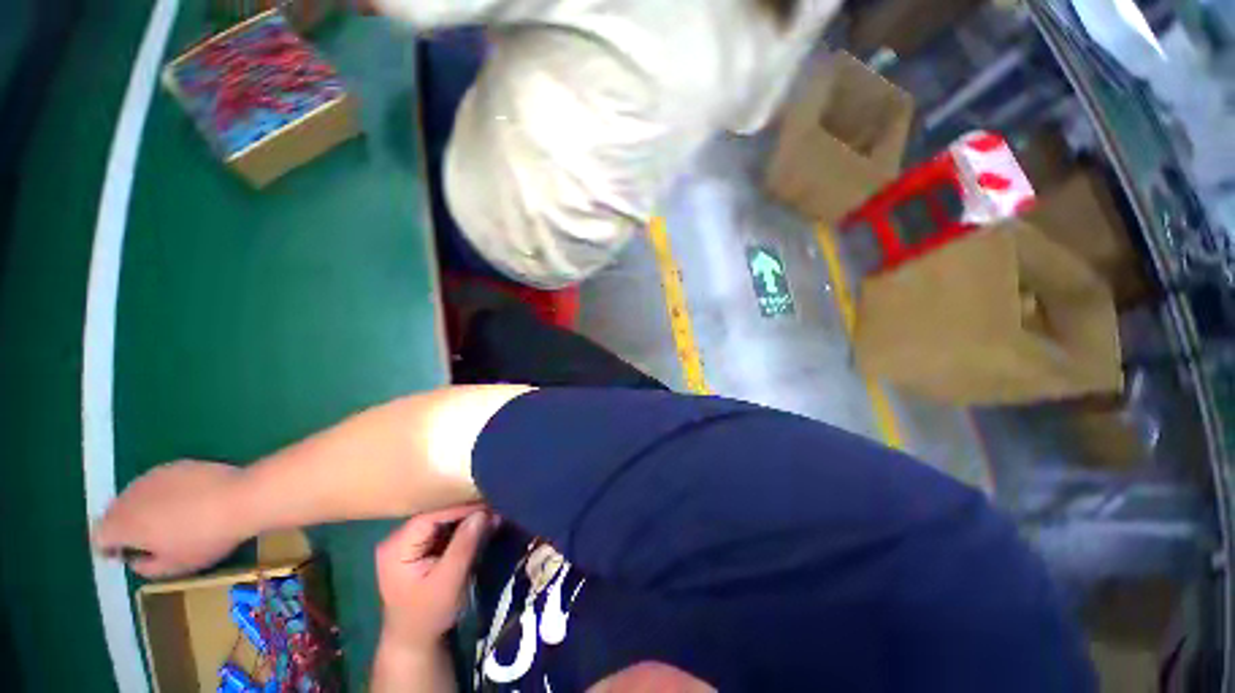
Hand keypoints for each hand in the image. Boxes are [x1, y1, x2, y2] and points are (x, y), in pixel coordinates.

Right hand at [93, 460, 248, 577]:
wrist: (241, 497)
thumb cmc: (205, 538)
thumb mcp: (175, 566)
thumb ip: (147, 567)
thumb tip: (136, 560)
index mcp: (123, 524)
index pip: (100, 535)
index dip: (109, 548)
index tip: (125, 556)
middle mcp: (130, 496)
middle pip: (114, 512)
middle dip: (123, 526)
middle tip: (146, 540)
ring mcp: (153, 476)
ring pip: (135, 495)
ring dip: (142, 508)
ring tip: (167, 521)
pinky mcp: (177, 464)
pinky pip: (159, 482)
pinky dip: (163, 493)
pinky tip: (186, 502)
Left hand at [376, 506, 489, 646]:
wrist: (415, 644)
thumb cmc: (428, 615)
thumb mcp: (449, 581)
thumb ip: (464, 545)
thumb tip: (483, 512)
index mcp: (396, 547)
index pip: (431, 517)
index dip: (460, 509)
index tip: (488, 505)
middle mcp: (399, 539)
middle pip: (437, 516)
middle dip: (466, 514)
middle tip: (494, 510)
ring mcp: (409, 544)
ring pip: (443, 522)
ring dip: (467, 521)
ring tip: (492, 517)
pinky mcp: (420, 549)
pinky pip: (444, 532)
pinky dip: (463, 530)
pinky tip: (481, 527)